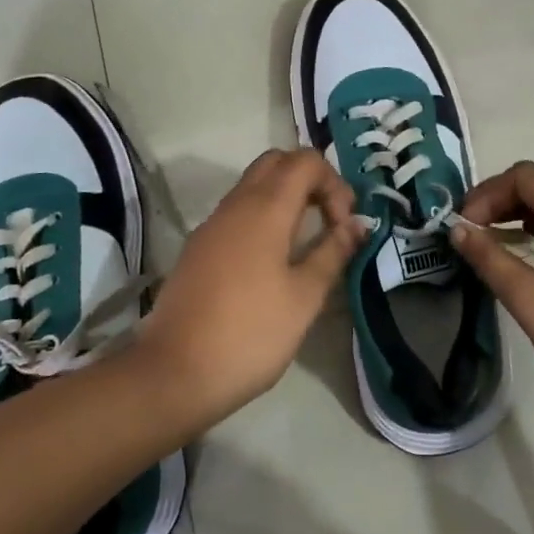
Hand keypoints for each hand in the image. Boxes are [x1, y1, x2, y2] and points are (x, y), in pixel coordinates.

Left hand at [140, 149, 362, 425]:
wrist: (175, 372)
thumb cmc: (251, 333)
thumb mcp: (305, 297)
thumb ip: (333, 252)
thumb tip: (359, 224)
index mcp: (265, 208)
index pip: (305, 161)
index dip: (334, 183)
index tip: (344, 226)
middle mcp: (236, 204)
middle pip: (277, 162)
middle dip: (310, 180)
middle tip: (329, 221)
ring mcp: (212, 224)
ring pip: (254, 185)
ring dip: (286, 197)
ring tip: (307, 241)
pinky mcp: (199, 247)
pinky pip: (237, 211)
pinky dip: (263, 216)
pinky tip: (273, 260)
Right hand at [452, 161, 533, 433]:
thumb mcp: (530, 301)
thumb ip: (490, 258)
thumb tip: (458, 229)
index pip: (527, 176)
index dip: (489, 192)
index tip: (464, 224)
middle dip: (506, 193)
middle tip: (476, 224)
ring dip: (528, 205)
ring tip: (496, 234)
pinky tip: (533, 248)